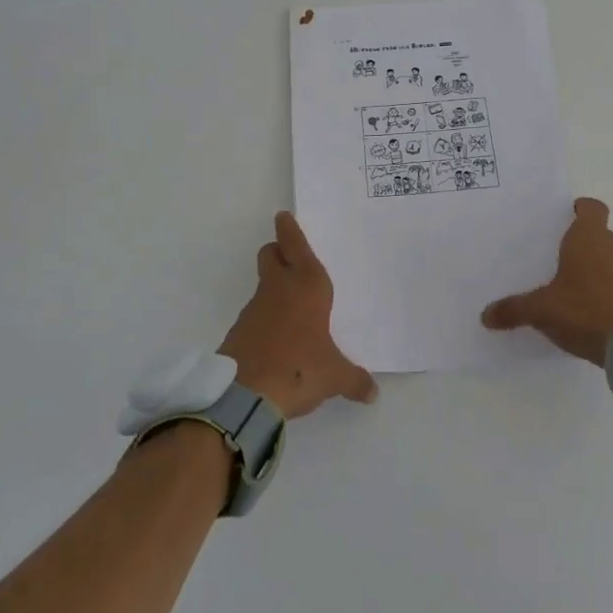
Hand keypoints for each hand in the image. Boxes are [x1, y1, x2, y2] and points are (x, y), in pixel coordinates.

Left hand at [219, 211, 378, 418]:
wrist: (246, 395)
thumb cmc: (300, 369)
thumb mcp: (334, 376)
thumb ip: (355, 380)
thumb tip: (373, 393)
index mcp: (307, 286)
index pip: (296, 245)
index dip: (290, 229)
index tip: (283, 216)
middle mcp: (279, 288)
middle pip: (270, 254)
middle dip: (277, 251)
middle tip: (289, 258)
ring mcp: (255, 308)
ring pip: (262, 285)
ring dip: (273, 289)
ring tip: (291, 311)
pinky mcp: (238, 331)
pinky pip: (255, 316)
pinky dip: (264, 320)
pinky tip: (276, 341)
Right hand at [481, 197, 612, 364]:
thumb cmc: (584, 310)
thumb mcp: (541, 310)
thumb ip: (514, 309)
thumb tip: (485, 315)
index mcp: (589, 238)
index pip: (592, 208)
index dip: (581, 209)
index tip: (566, 216)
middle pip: (599, 235)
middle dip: (581, 243)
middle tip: (556, 255)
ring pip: (611, 260)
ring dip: (596, 268)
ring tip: (571, 286)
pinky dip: (607, 292)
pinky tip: (589, 311)